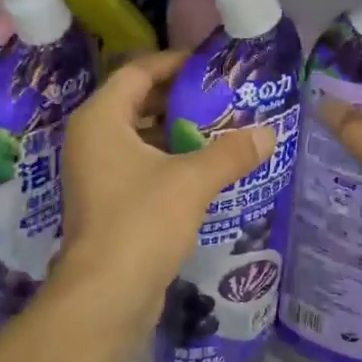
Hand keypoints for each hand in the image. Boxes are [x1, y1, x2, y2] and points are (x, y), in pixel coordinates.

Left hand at [56, 52, 275, 320]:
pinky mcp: (109, 204)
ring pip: (141, 138)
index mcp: (100, 120)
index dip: (174, 63)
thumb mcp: (192, 181)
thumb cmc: (141, 223)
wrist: (105, 298)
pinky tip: (208, 169)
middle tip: (224, 96)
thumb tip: (269, 134)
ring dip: (179, 132)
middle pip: (138, 103)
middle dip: (180, 99)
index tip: (211, 64)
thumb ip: (231, 153)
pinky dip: (171, 161)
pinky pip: (143, 167)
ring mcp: (97, 174)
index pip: (137, 72)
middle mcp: (92, 141)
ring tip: (224, 129)